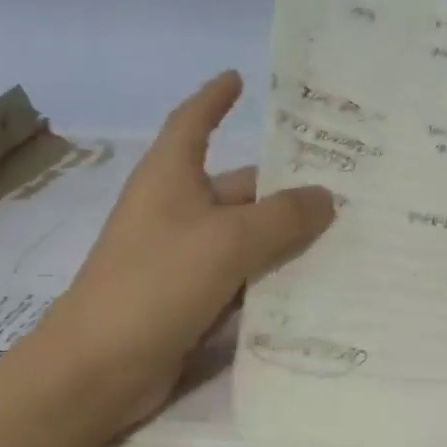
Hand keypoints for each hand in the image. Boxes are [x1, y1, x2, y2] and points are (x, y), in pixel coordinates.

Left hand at [23, 71, 334, 436]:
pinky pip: (241, 280)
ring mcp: (183, 259)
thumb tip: (326, 197)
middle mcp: (176, 211)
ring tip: (346, 236)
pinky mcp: (191, 301)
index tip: (240, 78)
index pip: (194, 121)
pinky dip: (272, 280)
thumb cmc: (156, 284)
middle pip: (238, 187)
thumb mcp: (227, 241)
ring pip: (246, 239)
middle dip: (285, 188)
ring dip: (286, 239)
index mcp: (170, 177)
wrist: (99, 368)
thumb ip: (282, 217)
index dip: (215, 98)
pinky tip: (315, 287)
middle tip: (346, 187)